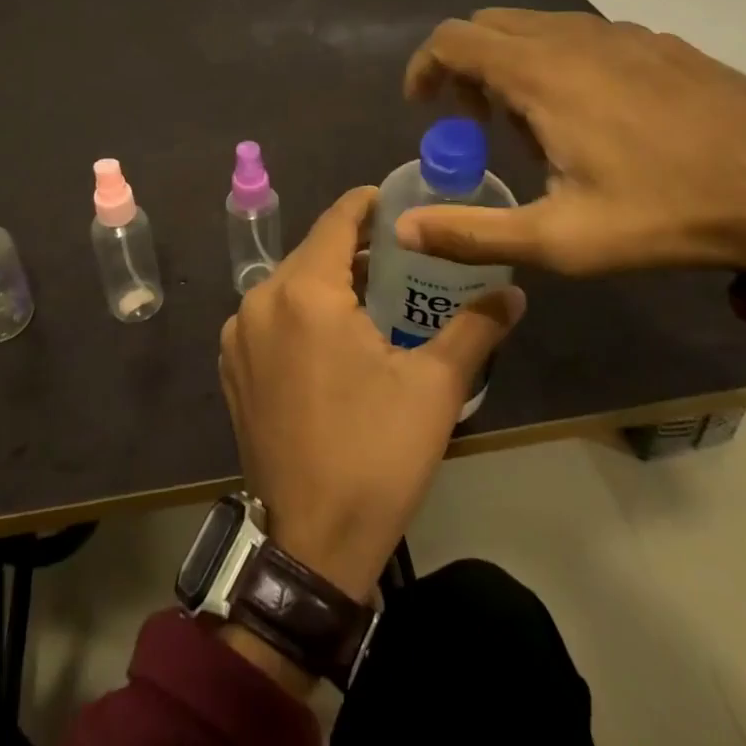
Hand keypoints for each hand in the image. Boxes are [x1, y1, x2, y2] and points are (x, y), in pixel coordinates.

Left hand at [218, 188, 525, 603]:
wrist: (310, 542)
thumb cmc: (375, 455)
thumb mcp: (434, 388)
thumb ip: (474, 328)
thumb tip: (514, 292)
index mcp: (304, 292)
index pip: (336, 220)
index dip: (367, 204)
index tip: (398, 203)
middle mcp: (260, 300)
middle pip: (313, 251)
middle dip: (355, 246)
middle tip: (402, 255)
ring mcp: (238, 335)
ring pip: (290, 283)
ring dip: (329, 279)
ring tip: (375, 294)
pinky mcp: (231, 365)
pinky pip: (270, 315)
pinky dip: (302, 310)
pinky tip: (334, 335)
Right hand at [400, 10, 745, 275]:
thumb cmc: (666, 213)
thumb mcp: (560, 239)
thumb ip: (473, 231)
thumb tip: (404, 229)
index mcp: (540, 72)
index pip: (452, 39)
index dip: (424, 67)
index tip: (424, 109)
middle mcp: (573, 37)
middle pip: (489, 25)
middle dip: (465, 66)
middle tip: (478, 125)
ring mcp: (622, 33)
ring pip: (537, 27)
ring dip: (512, 64)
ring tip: (537, 127)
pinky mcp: (659, 42)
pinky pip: (582, 35)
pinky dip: (558, 61)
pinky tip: (595, 117)